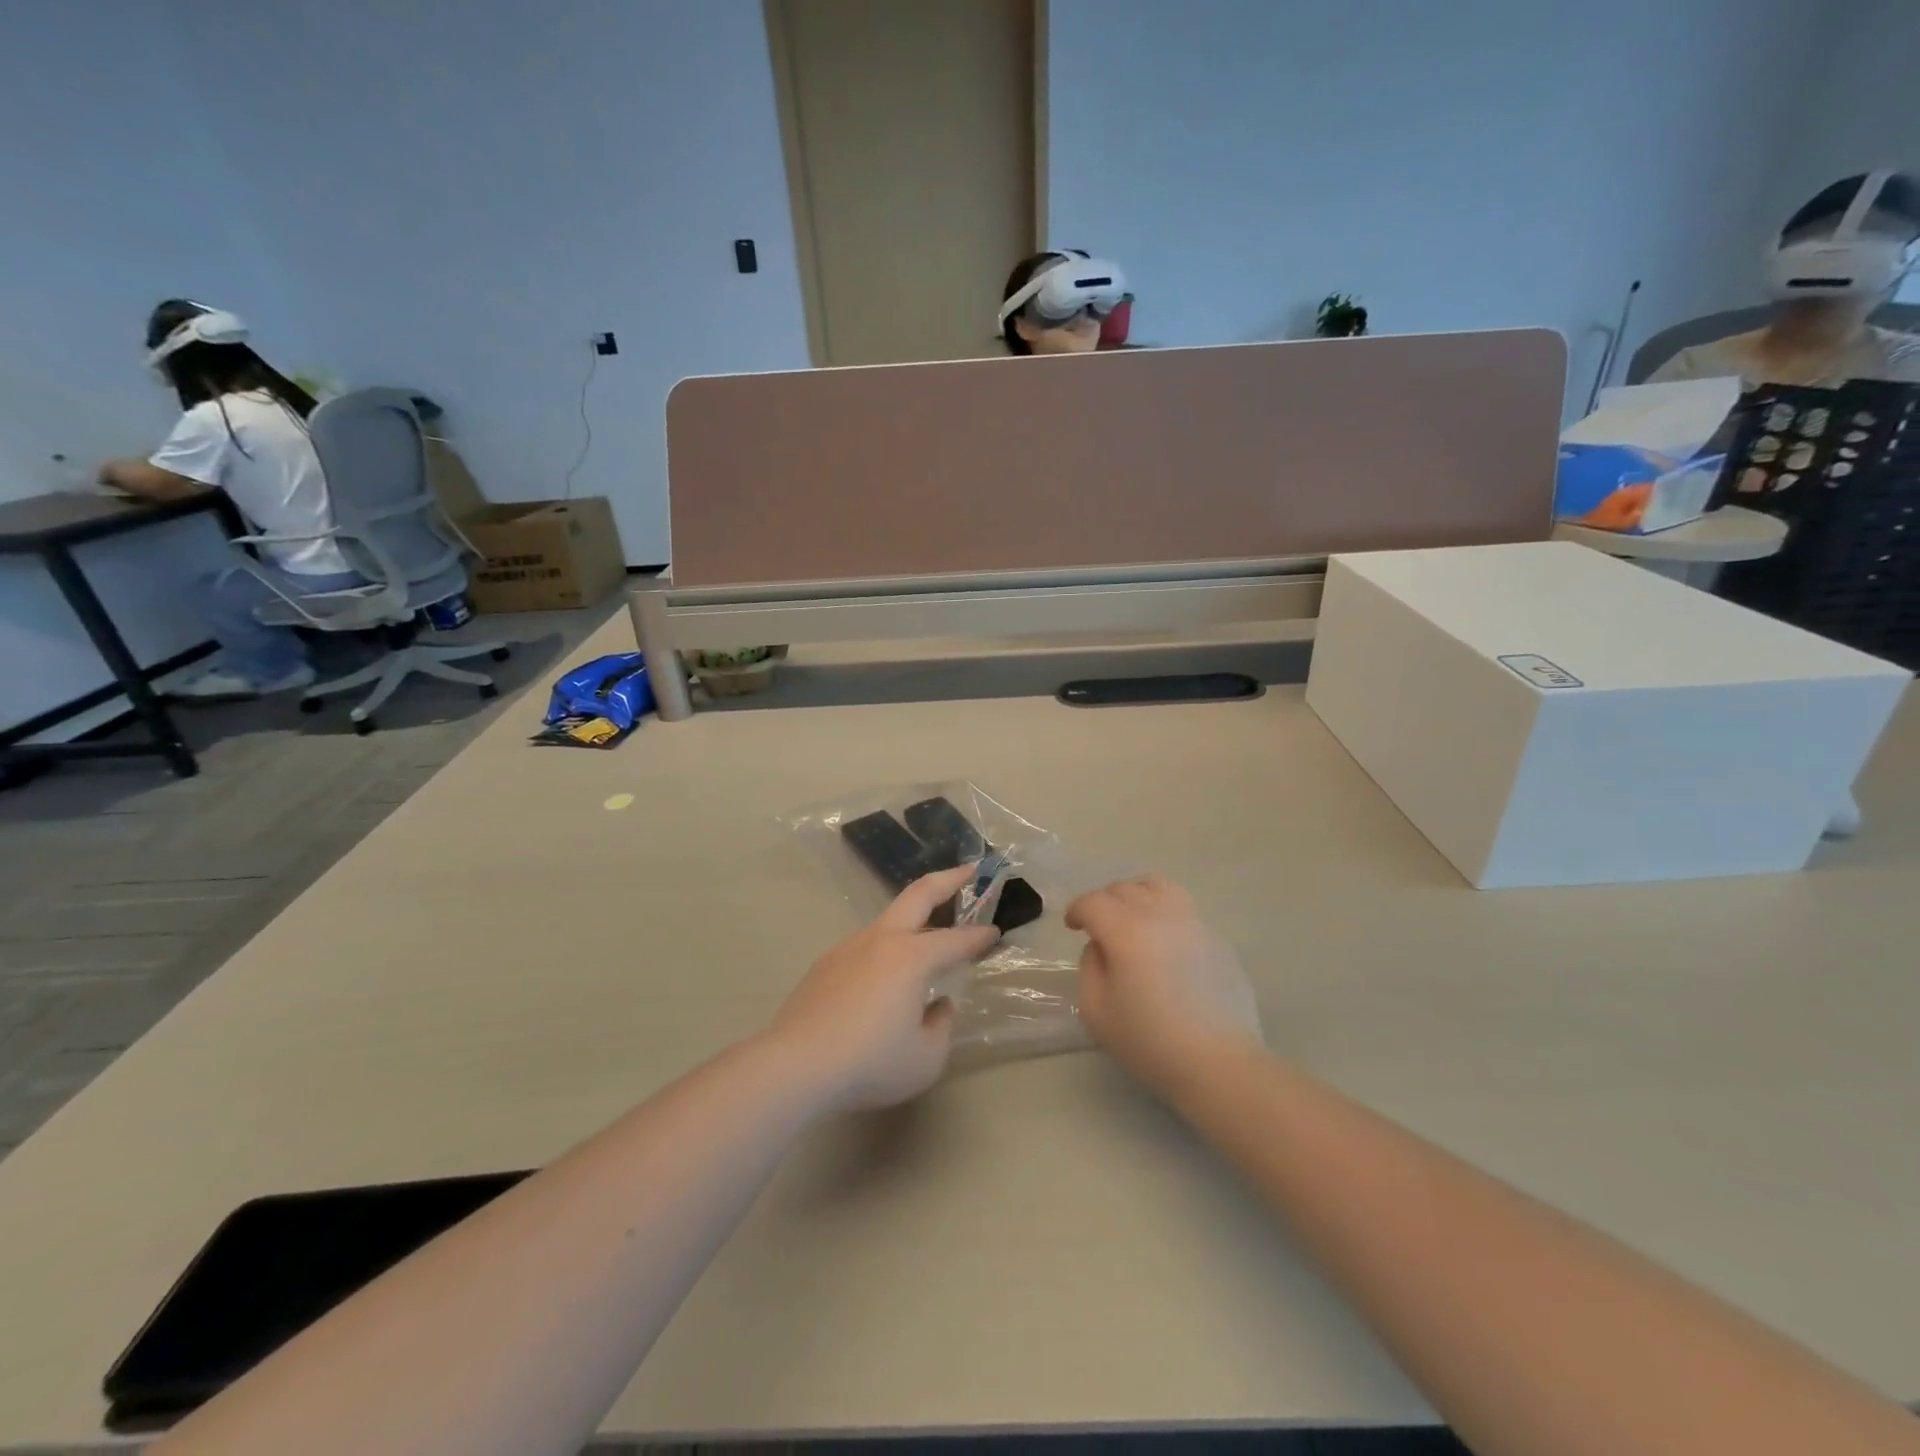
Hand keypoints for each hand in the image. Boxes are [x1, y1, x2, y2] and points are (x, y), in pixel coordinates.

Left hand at [772, 865, 999, 1111]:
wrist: (796, 1066)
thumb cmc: (870, 1062)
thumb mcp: (925, 1058)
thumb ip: (941, 1026)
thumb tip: (938, 1006)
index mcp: (912, 957)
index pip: (956, 940)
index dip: (979, 937)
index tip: (995, 932)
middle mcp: (881, 941)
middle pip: (918, 894)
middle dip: (948, 879)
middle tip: (969, 871)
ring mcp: (849, 948)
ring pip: (888, 920)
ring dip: (913, 915)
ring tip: (929, 931)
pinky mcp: (825, 965)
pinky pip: (865, 946)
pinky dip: (886, 947)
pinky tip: (885, 975)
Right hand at [1066, 875, 1263, 1094]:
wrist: (1220, 1064)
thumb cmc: (1151, 1042)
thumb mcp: (1097, 1011)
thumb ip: (1090, 967)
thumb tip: (1102, 947)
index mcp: (1127, 931)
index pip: (1094, 902)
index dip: (1077, 910)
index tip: (1072, 926)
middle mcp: (1161, 916)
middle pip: (1124, 889)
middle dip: (1103, 902)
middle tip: (1097, 926)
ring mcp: (1194, 924)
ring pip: (1159, 887)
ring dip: (1137, 894)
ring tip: (1132, 918)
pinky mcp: (1217, 940)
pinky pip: (1184, 910)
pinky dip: (1165, 914)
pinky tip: (1164, 944)